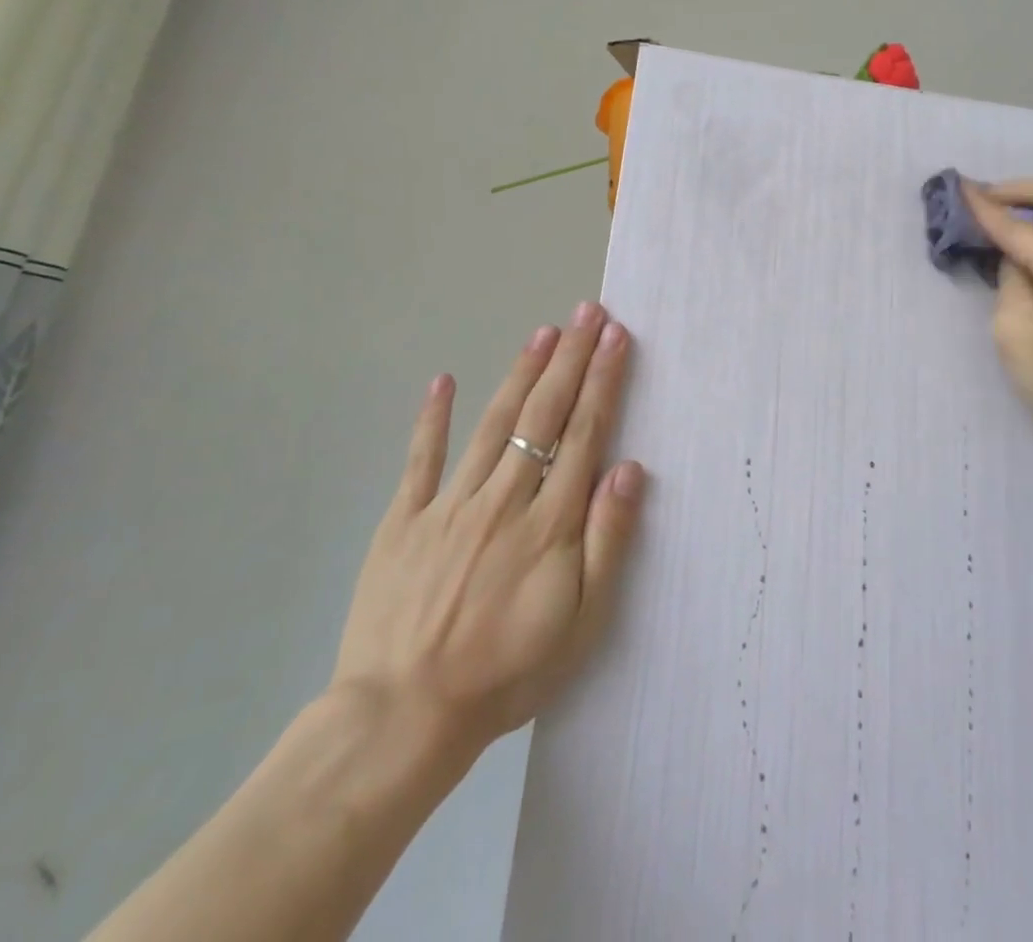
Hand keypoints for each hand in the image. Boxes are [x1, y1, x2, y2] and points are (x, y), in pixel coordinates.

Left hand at [329, 303, 647, 771]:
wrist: (402, 719)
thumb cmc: (506, 672)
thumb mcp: (581, 623)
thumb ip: (608, 542)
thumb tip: (630, 471)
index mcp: (549, 523)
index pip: (584, 434)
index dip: (602, 381)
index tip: (616, 338)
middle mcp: (504, 499)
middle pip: (544, 415)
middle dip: (571, 359)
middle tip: (587, 312)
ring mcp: (450, 505)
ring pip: (494, 424)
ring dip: (522, 373)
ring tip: (544, 332)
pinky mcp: (404, 521)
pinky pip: (421, 460)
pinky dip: (432, 419)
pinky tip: (443, 380)